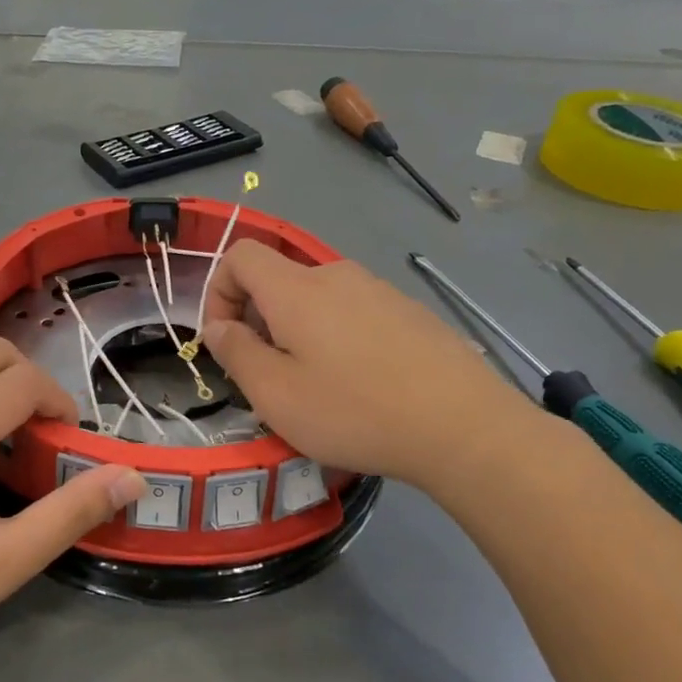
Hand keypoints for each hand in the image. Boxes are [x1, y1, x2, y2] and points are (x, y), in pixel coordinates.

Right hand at [202, 241, 539, 490]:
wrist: (464, 426)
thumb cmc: (354, 411)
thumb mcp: (275, 394)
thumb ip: (235, 353)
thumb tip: (217, 326)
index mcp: (296, 288)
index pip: (240, 255)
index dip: (218, 290)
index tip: (225, 340)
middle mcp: (336, 275)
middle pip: (278, 278)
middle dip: (257, 319)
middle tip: (268, 374)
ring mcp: (378, 290)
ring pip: (317, 298)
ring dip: (297, 330)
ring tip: (315, 384)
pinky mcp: (409, 311)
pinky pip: (354, 312)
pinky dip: (336, 335)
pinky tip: (361, 383)